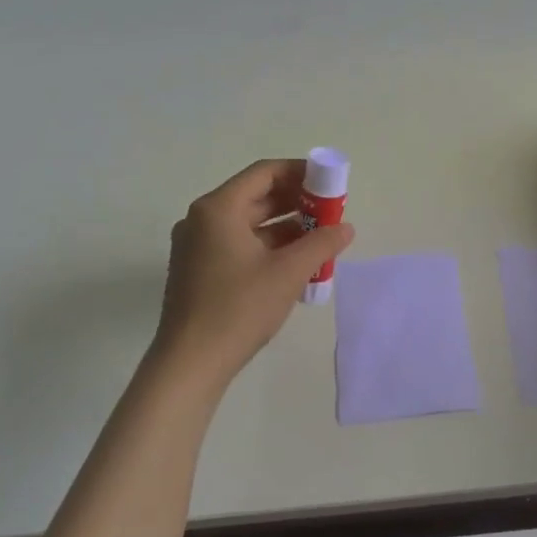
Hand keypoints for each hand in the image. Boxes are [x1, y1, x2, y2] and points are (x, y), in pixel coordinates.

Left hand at [152, 159, 354, 383]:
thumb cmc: (238, 309)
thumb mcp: (288, 273)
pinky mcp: (198, 269)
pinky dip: (267, 246)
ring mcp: (197, 245)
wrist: (190, 364)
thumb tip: (346, 228)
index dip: (300, 172)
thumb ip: (321, 243)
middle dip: (296, 201)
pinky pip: (238, 244)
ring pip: (248, 223)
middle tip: (330, 212)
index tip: (329, 183)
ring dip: (285, 226)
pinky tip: (295, 262)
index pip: (264, 173)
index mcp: (218, 209)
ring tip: (320, 238)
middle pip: (255, 196)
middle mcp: (202, 219)